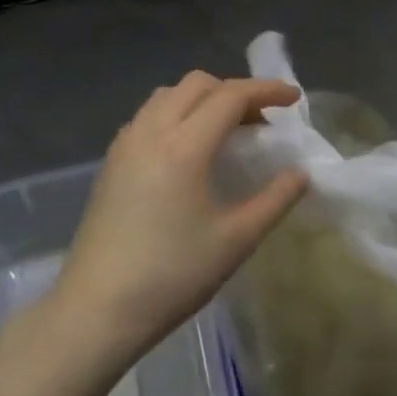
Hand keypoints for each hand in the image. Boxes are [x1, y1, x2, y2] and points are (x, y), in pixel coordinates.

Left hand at [51, 72, 308, 367]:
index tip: (294, 99)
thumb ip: (274, 201)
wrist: (95, 311)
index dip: (266, 91)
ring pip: (168, 95)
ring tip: (226, 131)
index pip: (230, 96)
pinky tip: (188, 149)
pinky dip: (177, 114)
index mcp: (183, 147)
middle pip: (197, 85)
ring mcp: (125, 144)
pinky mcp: (110, 161)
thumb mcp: (235, 242)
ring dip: (202, 99)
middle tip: (261, 121)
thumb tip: (301, 174)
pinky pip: (149, 115)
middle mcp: (150, 131)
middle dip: (234, 91)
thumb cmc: (171, 277)